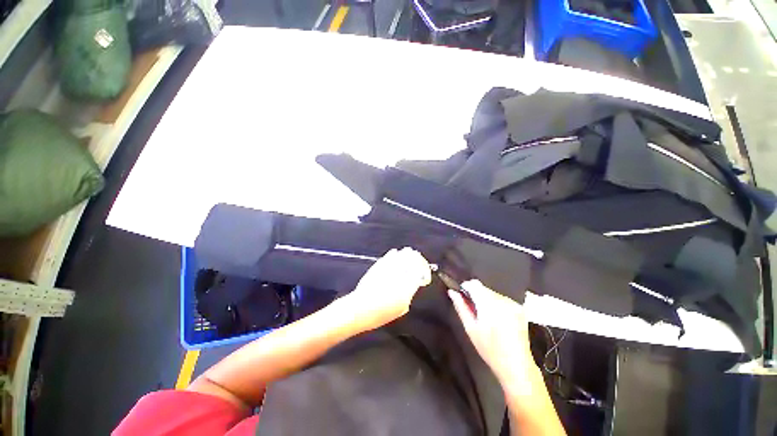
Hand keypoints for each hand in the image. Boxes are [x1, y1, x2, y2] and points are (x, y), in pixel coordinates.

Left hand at [345, 247, 431, 329]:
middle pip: (412, 260)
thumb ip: (408, 295)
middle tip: (417, 257)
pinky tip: (394, 252)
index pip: (420, 272)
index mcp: (407, 287)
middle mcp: (399, 275)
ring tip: (408, 251)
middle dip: (416, 258)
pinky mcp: (378, 266)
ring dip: (406, 254)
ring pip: (401, 256)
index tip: (423, 271)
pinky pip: (388, 256)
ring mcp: (388, 269)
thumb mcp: (400, 309)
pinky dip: (393, 254)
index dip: (423, 270)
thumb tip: (411, 286)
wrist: (361, 308)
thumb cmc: (381, 313)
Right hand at [448, 280, 535, 386]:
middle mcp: (502, 299)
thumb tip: (452, 291)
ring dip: (486, 300)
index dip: (465, 288)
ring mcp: (513, 303)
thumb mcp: (470, 328)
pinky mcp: (519, 308)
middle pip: (483, 288)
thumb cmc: (489, 349)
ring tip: (485, 318)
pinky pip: (502, 299)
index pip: (474, 284)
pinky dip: (496, 305)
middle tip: (473, 312)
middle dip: (476, 296)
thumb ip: (461, 307)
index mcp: (489, 304)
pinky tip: (497, 320)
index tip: (462, 297)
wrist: (517, 366)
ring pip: (492, 293)